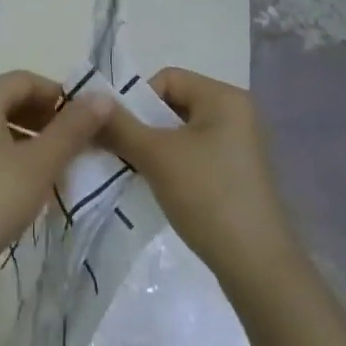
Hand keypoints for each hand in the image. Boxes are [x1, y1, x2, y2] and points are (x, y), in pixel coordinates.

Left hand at [0, 72, 112, 322]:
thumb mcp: (38, 166)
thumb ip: (72, 130)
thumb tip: (103, 97)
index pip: (26, 80)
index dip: (59, 96)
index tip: (86, 123)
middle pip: (9, 99)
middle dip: (45, 118)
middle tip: (74, 146)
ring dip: (28, 138)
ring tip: (54, 167)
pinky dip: (6, 153)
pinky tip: (23, 184)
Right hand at [99, 68, 302, 297]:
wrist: (256, 267)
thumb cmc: (208, 197)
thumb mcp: (157, 156)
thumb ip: (120, 126)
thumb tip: (89, 100)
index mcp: (224, 97)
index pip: (167, 78)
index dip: (138, 100)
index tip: (121, 132)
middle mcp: (235, 113)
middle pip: (173, 103)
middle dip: (143, 125)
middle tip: (121, 152)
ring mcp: (237, 145)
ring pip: (180, 132)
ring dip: (153, 147)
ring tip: (136, 171)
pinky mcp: (235, 173)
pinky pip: (193, 154)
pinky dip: (171, 164)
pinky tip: (158, 187)